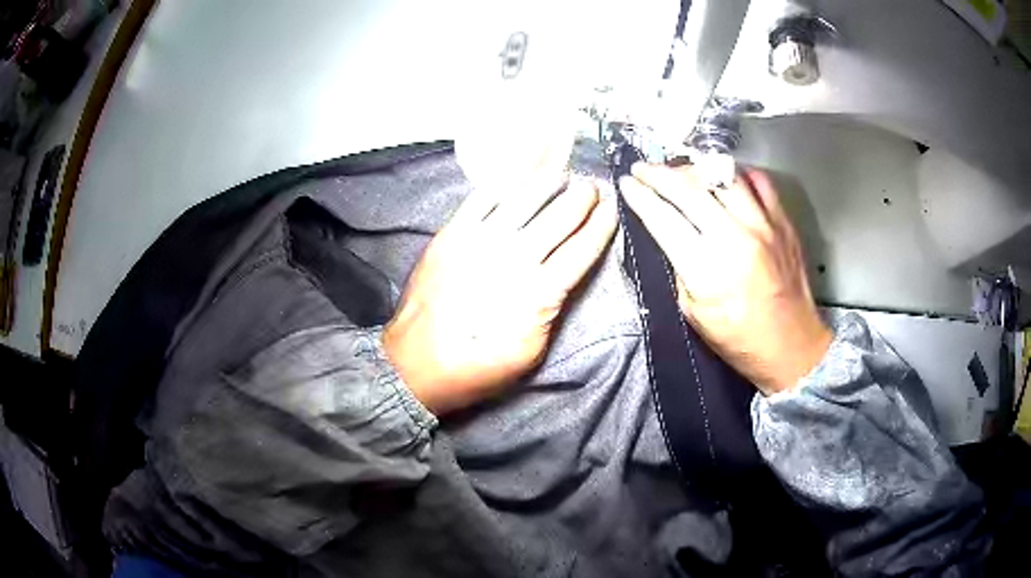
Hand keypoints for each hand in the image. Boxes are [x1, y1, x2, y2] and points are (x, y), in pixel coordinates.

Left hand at [384, 164, 617, 414]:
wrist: (417, 364)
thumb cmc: (477, 367)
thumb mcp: (531, 352)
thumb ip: (551, 310)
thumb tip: (560, 278)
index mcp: (541, 291)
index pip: (583, 248)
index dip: (602, 224)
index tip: (613, 207)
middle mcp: (516, 256)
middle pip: (560, 216)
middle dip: (583, 198)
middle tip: (593, 186)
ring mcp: (481, 240)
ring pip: (525, 198)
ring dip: (549, 183)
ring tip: (562, 175)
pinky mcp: (452, 233)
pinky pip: (483, 198)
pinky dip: (505, 184)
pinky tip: (518, 178)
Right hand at [620, 163, 830, 394]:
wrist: (792, 346)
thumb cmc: (739, 339)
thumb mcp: (694, 313)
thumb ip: (680, 267)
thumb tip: (670, 232)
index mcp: (708, 269)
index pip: (664, 218)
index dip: (640, 196)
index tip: (626, 184)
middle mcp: (737, 238)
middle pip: (689, 188)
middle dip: (658, 174)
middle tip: (644, 169)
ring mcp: (764, 225)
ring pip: (722, 176)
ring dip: (694, 169)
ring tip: (681, 173)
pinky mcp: (784, 222)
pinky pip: (758, 181)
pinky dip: (736, 175)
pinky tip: (724, 180)